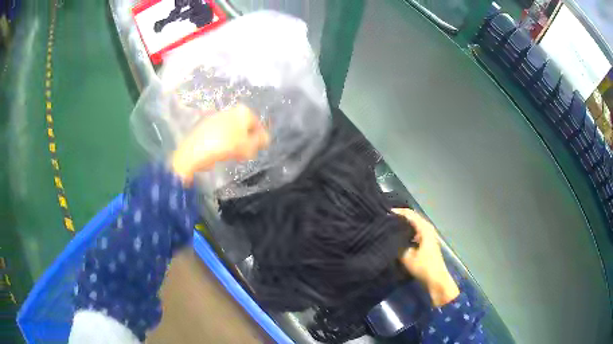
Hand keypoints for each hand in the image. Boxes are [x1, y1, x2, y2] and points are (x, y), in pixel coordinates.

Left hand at [172, 104, 269, 183]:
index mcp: (242, 111)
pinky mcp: (206, 127)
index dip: (259, 139)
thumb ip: (260, 141)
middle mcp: (230, 110)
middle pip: (244, 127)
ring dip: (236, 143)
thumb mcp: (247, 146)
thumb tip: (266, 138)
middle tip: (246, 154)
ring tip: (235, 156)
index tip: (258, 150)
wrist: (195, 151)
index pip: (257, 124)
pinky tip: (222, 154)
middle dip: (247, 141)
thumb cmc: (225, 146)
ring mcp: (217, 117)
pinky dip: (224, 143)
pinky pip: (221, 135)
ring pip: (233, 131)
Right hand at [393, 208, 459, 306]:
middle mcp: (427, 229)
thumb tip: (389, 237)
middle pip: (413, 218)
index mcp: (424, 229)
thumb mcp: (406, 257)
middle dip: (400, 217)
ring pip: (414, 225)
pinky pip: (416, 232)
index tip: (384, 213)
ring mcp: (428, 235)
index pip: (409, 214)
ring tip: (390, 226)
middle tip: (385, 218)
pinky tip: (399, 237)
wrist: (436, 279)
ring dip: (404, 225)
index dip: (398, 212)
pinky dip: (408, 232)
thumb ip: (397, 245)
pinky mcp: (427, 242)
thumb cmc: (423, 267)